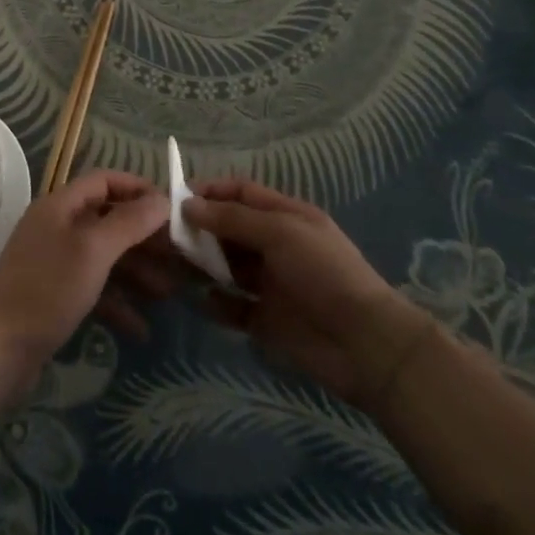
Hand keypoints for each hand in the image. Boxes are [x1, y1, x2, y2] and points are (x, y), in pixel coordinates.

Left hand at [0, 170, 168, 396]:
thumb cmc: (48, 290)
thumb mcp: (93, 251)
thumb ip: (129, 222)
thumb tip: (162, 198)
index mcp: (59, 205)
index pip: (103, 181)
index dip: (137, 189)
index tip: (171, 208)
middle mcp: (55, 227)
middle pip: (107, 220)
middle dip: (144, 237)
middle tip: (179, 255)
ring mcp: (53, 262)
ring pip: (104, 256)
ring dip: (136, 271)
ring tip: (169, 293)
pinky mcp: (54, 295)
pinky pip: (93, 288)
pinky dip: (117, 302)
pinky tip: (141, 327)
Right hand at [183, 179, 434, 408]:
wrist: (364, 343)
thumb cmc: (323, 273)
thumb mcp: (279, 232)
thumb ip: (232, 218)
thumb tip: (187, 204)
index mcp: (285, 217)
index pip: (241, 193)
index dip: (211, 192)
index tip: (176, 198)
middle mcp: (275, 246)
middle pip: (230, 229)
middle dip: (201, 229)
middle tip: (169, 236)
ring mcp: (270, 284)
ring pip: (227, 266)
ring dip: (204, 264)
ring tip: (177, 267)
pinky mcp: (266, 320)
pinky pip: (233, 307)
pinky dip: (217, 304)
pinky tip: (204, 301)